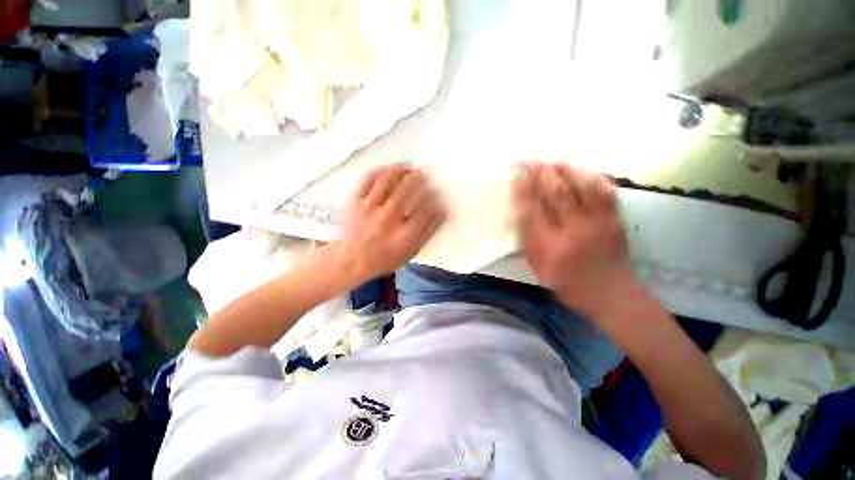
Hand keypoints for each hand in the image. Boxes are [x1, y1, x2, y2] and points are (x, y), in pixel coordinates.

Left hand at [341, 164, 445, 279]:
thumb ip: (428, 231)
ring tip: (408, 168)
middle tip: (424, 173)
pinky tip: (388, 170)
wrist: (352, 259)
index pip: (425, 207)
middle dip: (419, 177)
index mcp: (403, 233)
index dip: (434, 196)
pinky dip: (380, 171)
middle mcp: (387, 218)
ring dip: (401, 170)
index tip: (437, 191)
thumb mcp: (412, 250)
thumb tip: (442, 211)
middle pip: (407, 189)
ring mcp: (369, 207)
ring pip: (387, 180)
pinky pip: (368, 179)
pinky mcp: (355, 201)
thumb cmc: (385, 257)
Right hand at [513, 161, 637, 316]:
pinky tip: (583, 171)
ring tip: (554, 161)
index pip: (533, 210)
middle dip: (541, 172)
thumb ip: (528, 239)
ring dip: (566, 169)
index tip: (516, 174)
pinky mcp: (615, 220)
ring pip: (582, 186)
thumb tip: (520, 211)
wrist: (611, 294)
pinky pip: (605, 191)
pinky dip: (593, 176)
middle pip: (557, 193)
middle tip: (530, 160)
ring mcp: (597, 223)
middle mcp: (573, 231)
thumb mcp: (539, 266)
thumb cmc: (567, 283)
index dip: (523, 189)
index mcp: (550, 246)